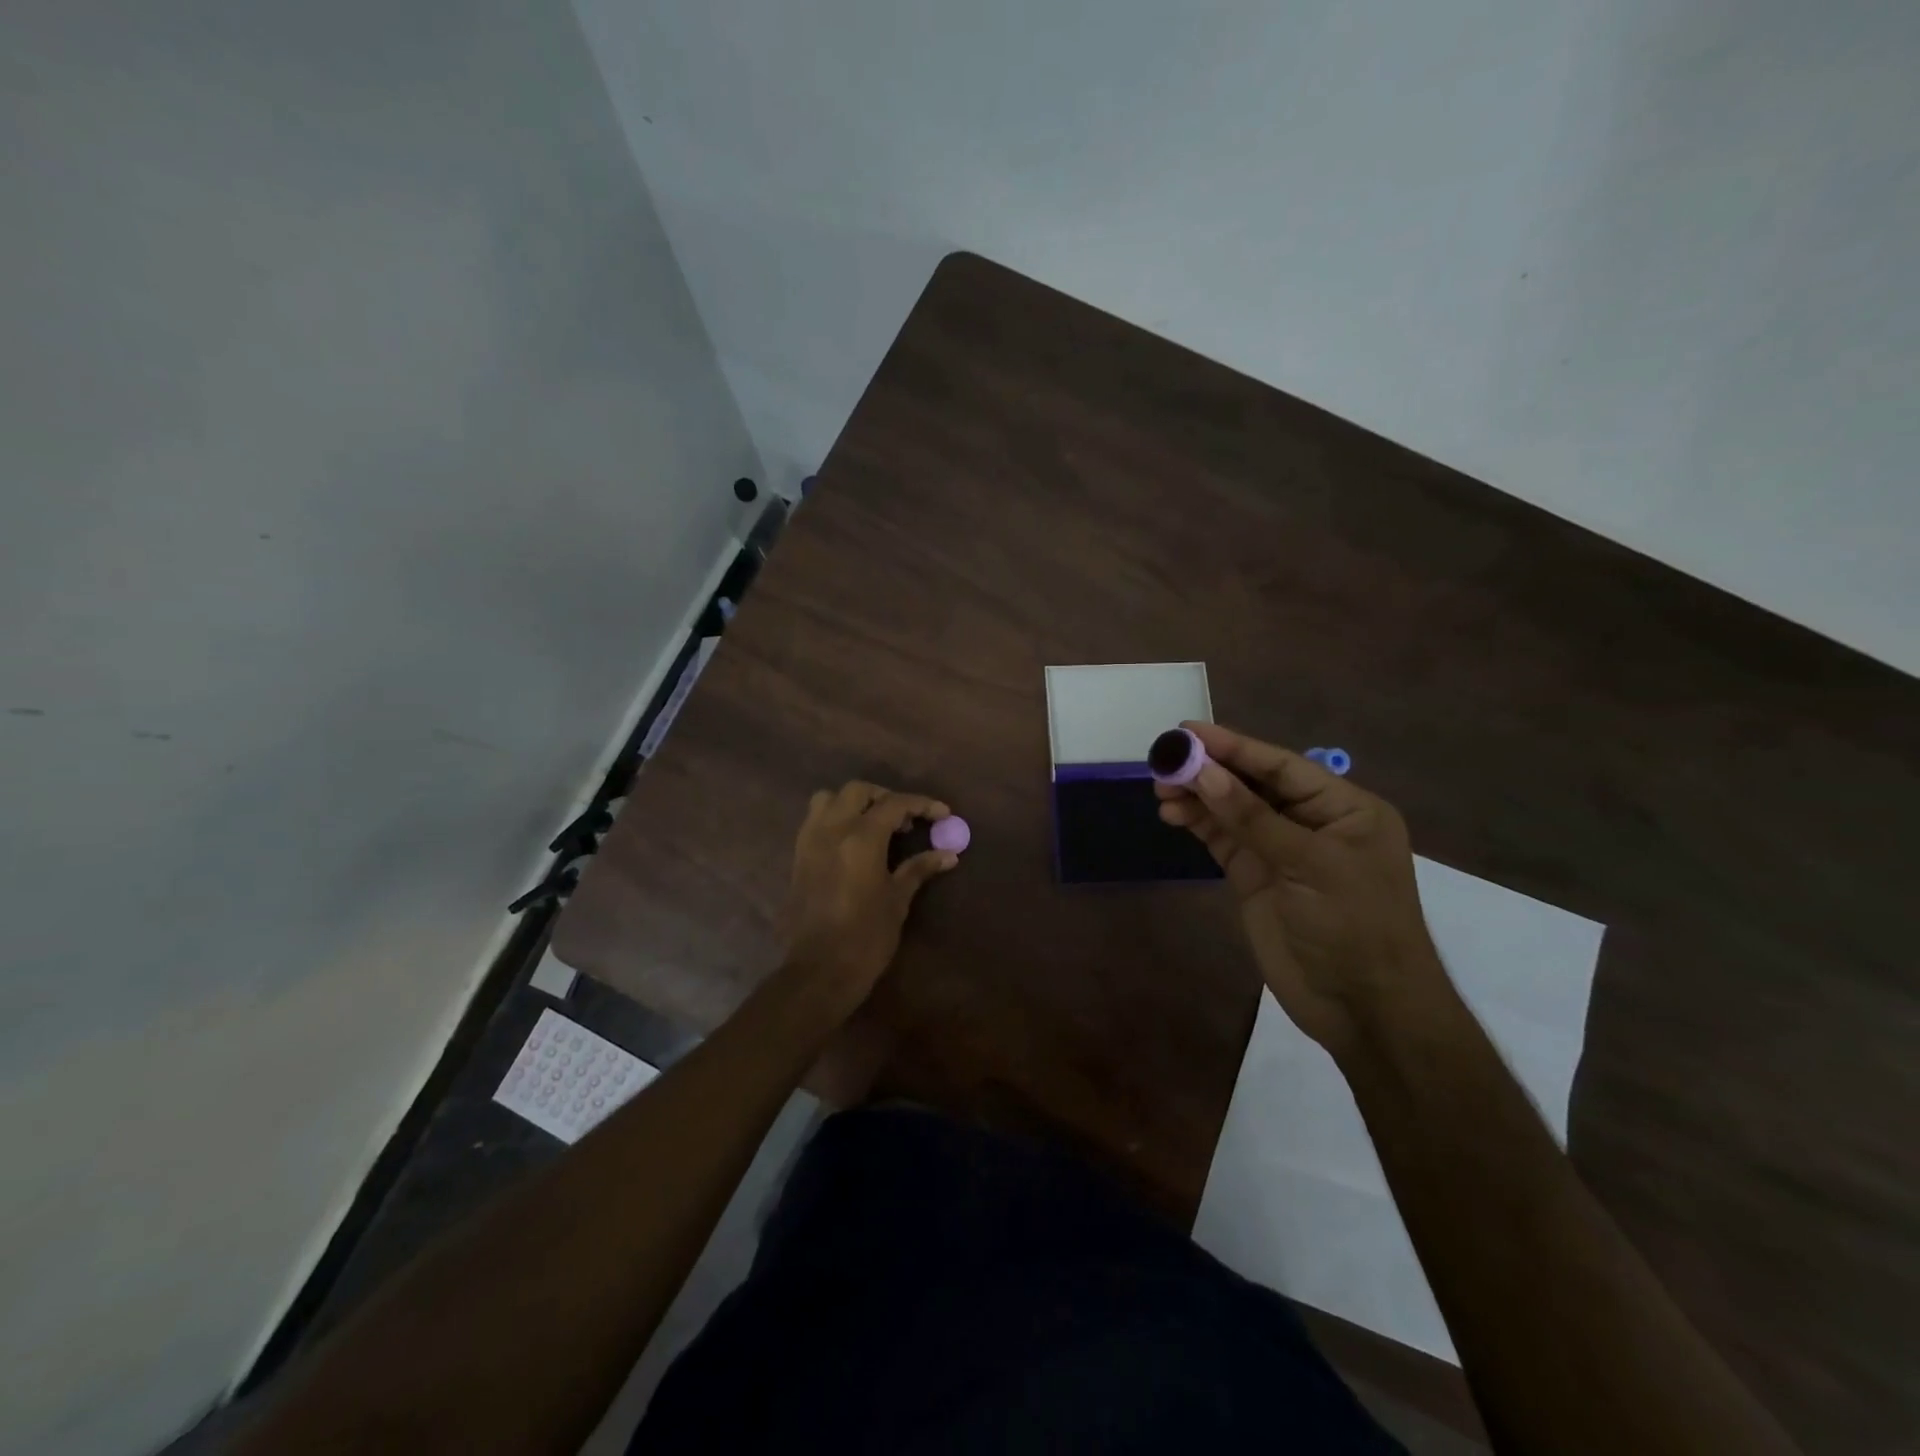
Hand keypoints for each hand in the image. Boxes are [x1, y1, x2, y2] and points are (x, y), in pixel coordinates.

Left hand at [780, 781, 957, 1014]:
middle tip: (907, 820)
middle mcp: (831, 830)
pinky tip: (853, 843)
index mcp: (860, 838)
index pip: (894, 804)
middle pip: (858, 791)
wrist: (818, 971)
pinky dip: (836, 819)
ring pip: (829, 799)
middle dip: (885, 798)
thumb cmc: (866, 937)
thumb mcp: (897, 900)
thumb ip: (919, 869)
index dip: (921, 804)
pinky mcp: (798, 857)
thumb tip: (948, 854)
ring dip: (854, 803)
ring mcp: (809, 842)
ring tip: (875, 825)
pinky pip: (815, 821)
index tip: (943, 814)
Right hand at [1156, 723, 1451, 1057]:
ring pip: (1232, 810)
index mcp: (1344, 808)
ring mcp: (1281, 850)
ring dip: (1197, 797)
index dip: (1233, 746)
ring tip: (1161, 790)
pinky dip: (1198, 824)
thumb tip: (1204, 773)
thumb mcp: (1309, 865)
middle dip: (1209, 771)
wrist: (1363, 1009)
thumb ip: (1253, 818)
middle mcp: (1311, 822)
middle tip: (1164, 762)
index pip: (1281, 766)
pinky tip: (1173, 814)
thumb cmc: (1353, 927)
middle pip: (1252, 784)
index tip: (1188, 732)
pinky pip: (1223, 839)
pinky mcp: (1256, 877)